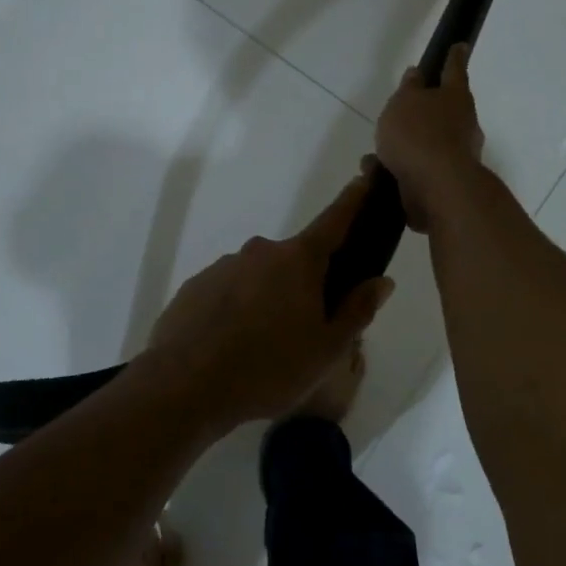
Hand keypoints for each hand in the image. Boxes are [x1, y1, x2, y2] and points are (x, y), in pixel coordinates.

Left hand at [143, 172, 393, 432]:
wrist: (184, 386)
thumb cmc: (268, 368)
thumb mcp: (327, 349)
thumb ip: (357, 310)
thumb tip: (381, 280)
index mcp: (299, 260)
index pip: (334, 220)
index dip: (353, 200)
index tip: (365, 179)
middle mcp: (261, 251)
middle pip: (295, 259)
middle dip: (306, 283)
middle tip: (308, 327)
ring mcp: (223, 266)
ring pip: (260, 277)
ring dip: (269, 298)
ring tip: (264, 347)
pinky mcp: (195, 286)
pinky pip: (229, 291)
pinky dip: (237, 309)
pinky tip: (233, 345)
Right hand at [375, 43, 486, 231]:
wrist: (437, 189)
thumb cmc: (419, 135)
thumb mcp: (405, 102)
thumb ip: (410, 88)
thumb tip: (418, 74)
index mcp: (456, 98)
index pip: (454, 70)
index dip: (454, 57)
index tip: (460, 45)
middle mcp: (463, 125)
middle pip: (445, 111)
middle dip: (425, 112)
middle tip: (402, 112)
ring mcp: (458, 156)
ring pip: (427, 144)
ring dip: (405, 146)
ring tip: (374, 153)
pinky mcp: (445, 183)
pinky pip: (418, 169)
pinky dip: (399, 169)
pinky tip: (376, 173)